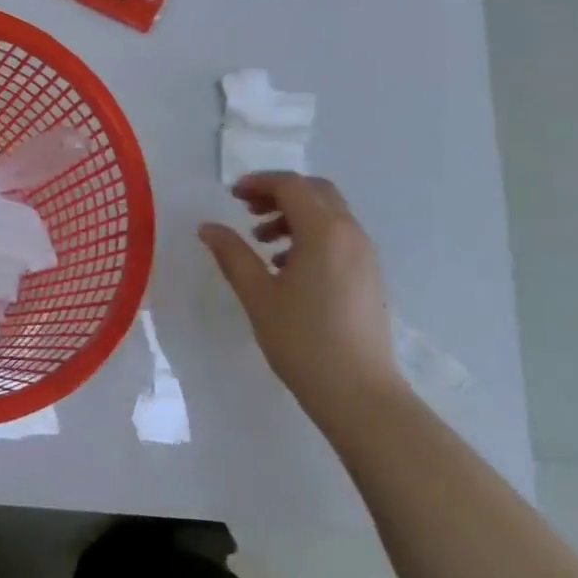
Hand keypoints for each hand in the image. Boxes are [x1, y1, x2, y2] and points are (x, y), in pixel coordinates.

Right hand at [198, 173, 403, 431]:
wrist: (359, 394)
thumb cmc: (303, 341)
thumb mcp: (258, 295)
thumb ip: (232, 254)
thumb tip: (208, 227)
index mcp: (324, 231)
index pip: (291, 186)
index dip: (259, 183)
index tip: (232, 196)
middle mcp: (350, 233)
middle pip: (315, 192)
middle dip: (279, 193)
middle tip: (247, 210)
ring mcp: (365, 255)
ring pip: (329, 214)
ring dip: (295, 215)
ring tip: (262, 242)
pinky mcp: (369, 276)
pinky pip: (339, 237)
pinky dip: (312, 235)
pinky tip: (287, 267)